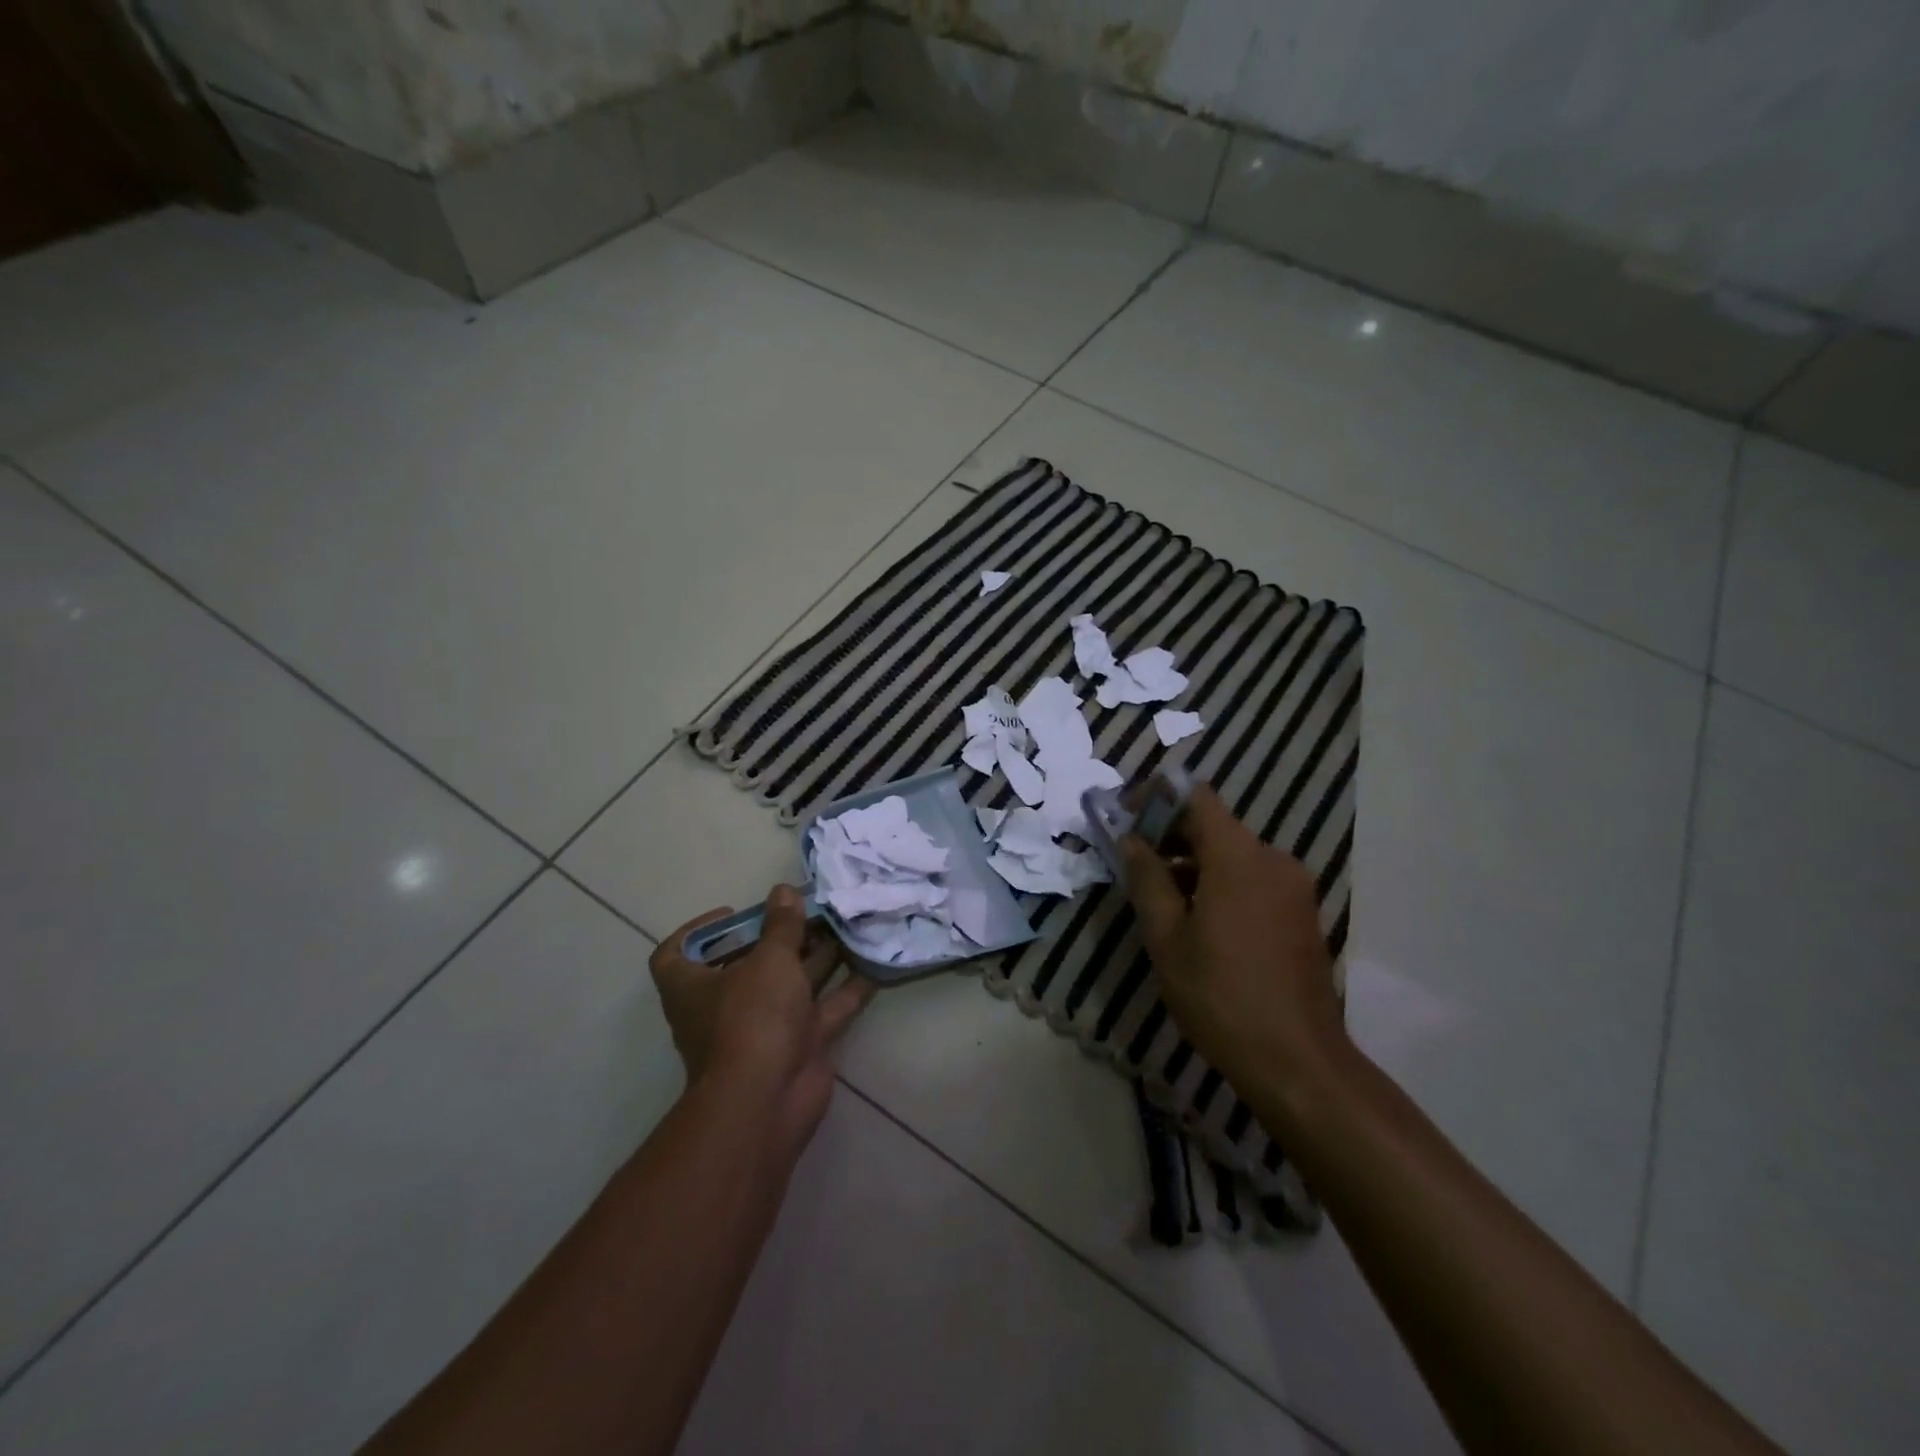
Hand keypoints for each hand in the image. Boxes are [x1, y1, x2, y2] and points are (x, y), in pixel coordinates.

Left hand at [651, 886, 873, 1149]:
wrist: (768, 1100)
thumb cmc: (751, 1018)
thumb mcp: (768, 960)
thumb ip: (781, 925)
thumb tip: (783, 891)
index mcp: (693, 986)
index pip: (675, 955)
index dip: (699, 931)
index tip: (735, 914)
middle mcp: (724, 1006)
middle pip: (749, 964)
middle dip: (781, 937)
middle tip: (812, 910)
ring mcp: (764, 1028)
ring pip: (792, 985)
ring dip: (818, 957)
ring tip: (846, 925)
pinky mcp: (799, 1045)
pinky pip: (825, 1009)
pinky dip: (847, 989)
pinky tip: (871, 964)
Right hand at [1121, 786, 1346, 1092]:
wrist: (1297, 1061)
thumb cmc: (1220, 996)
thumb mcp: (1167, 938)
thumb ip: (1147, 879)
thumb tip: (1131, 840)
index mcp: (1238, 857)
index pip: (1196, 797)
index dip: (1157, 798)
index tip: (1127, 819)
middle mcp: (1273, 859)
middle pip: (1215, 825)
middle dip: (1171, 835)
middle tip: (1134, 862)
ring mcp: (1294, 887)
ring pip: (1234, 854)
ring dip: (1194, 863)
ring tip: (1160, 897)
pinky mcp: (1302, 913)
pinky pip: (1254, 879)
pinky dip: (1221, 883)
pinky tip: (1198, 919)